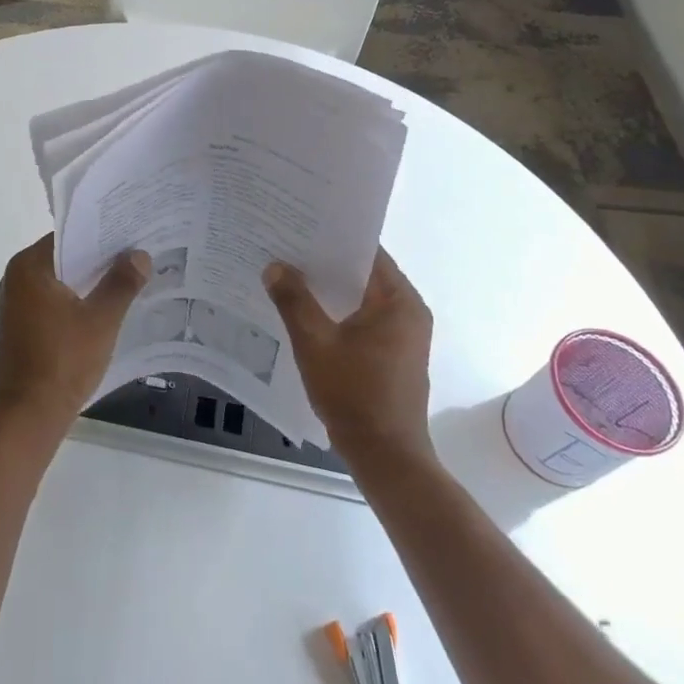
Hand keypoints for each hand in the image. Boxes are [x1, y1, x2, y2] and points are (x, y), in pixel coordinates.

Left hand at [0, 235, 150, 442]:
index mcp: (29, 266)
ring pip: (62, 281)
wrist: (26, 418)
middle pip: (66, 257)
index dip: (103, 232)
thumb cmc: (62, 362)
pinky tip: (109, 308)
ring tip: (132, 277)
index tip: (134, 231)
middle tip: (140, 253)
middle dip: (101, 258)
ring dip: (92, 282)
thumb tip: (139, 254)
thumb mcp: (101, 320)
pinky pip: (56, 302)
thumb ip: (121, 283)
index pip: (70, 235)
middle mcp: (17, 278)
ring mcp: (18, 304)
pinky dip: (80, 301)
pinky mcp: (24, 327)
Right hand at [263, 249, 433, 465]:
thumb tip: (275, 266)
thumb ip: (294, 300)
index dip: (332, 238)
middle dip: (326, 264)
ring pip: (362, 299)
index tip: (299, 227)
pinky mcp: (395, 355)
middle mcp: (409, 312)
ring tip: (289, 277)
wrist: (386, 457)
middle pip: (364, 274)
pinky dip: (339, 313)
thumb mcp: (315, 343)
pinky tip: (307, 315)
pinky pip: (365, 320)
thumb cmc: (354, 394)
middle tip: (285, 249)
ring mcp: (405, 336)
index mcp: (399, 300)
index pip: (367, 251)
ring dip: (330, 291)